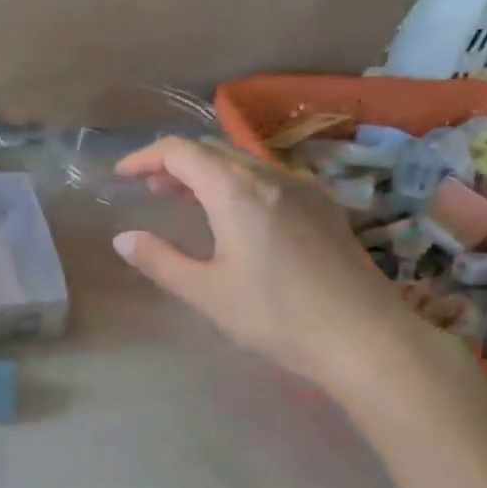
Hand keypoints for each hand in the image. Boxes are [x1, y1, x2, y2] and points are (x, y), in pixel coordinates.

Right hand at [111, 136, 434, 393]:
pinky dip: (238, 184)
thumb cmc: (277, 316)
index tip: (121, 176)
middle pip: (213, 150)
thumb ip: (160, 261)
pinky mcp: (323, 206)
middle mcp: (269, 176)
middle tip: (150, 189)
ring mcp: (302, 188)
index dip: (145, 157)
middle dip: (175, 163)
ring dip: (208, 174)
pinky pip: (269, 179)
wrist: (364, 337)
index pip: (181, 152)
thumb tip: (123, 238)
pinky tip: (237, 218)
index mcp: (235, 190)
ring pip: (243, 162)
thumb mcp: (207, 293)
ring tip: (186, 201)